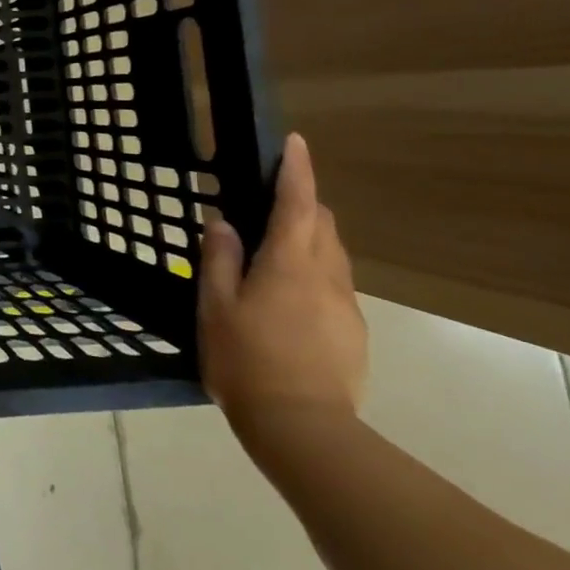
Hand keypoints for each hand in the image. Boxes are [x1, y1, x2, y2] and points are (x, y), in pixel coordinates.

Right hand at [199, 133, 367, 441]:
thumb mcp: (215, 305)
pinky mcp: (354, 333)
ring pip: (333, 256)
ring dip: (310, 240)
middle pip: (323, 225)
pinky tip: (288, 300)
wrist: (303, 428)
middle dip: (304, 204)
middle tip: (271, 203)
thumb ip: (219, 259)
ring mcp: (346, 306)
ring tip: (275, 253)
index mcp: (289, 264)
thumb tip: (224, 222)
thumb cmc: (246, 358)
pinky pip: (335, 286)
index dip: (296, 170)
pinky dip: (314, 274)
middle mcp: (326, 277)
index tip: (295, 141)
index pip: (297, 203)